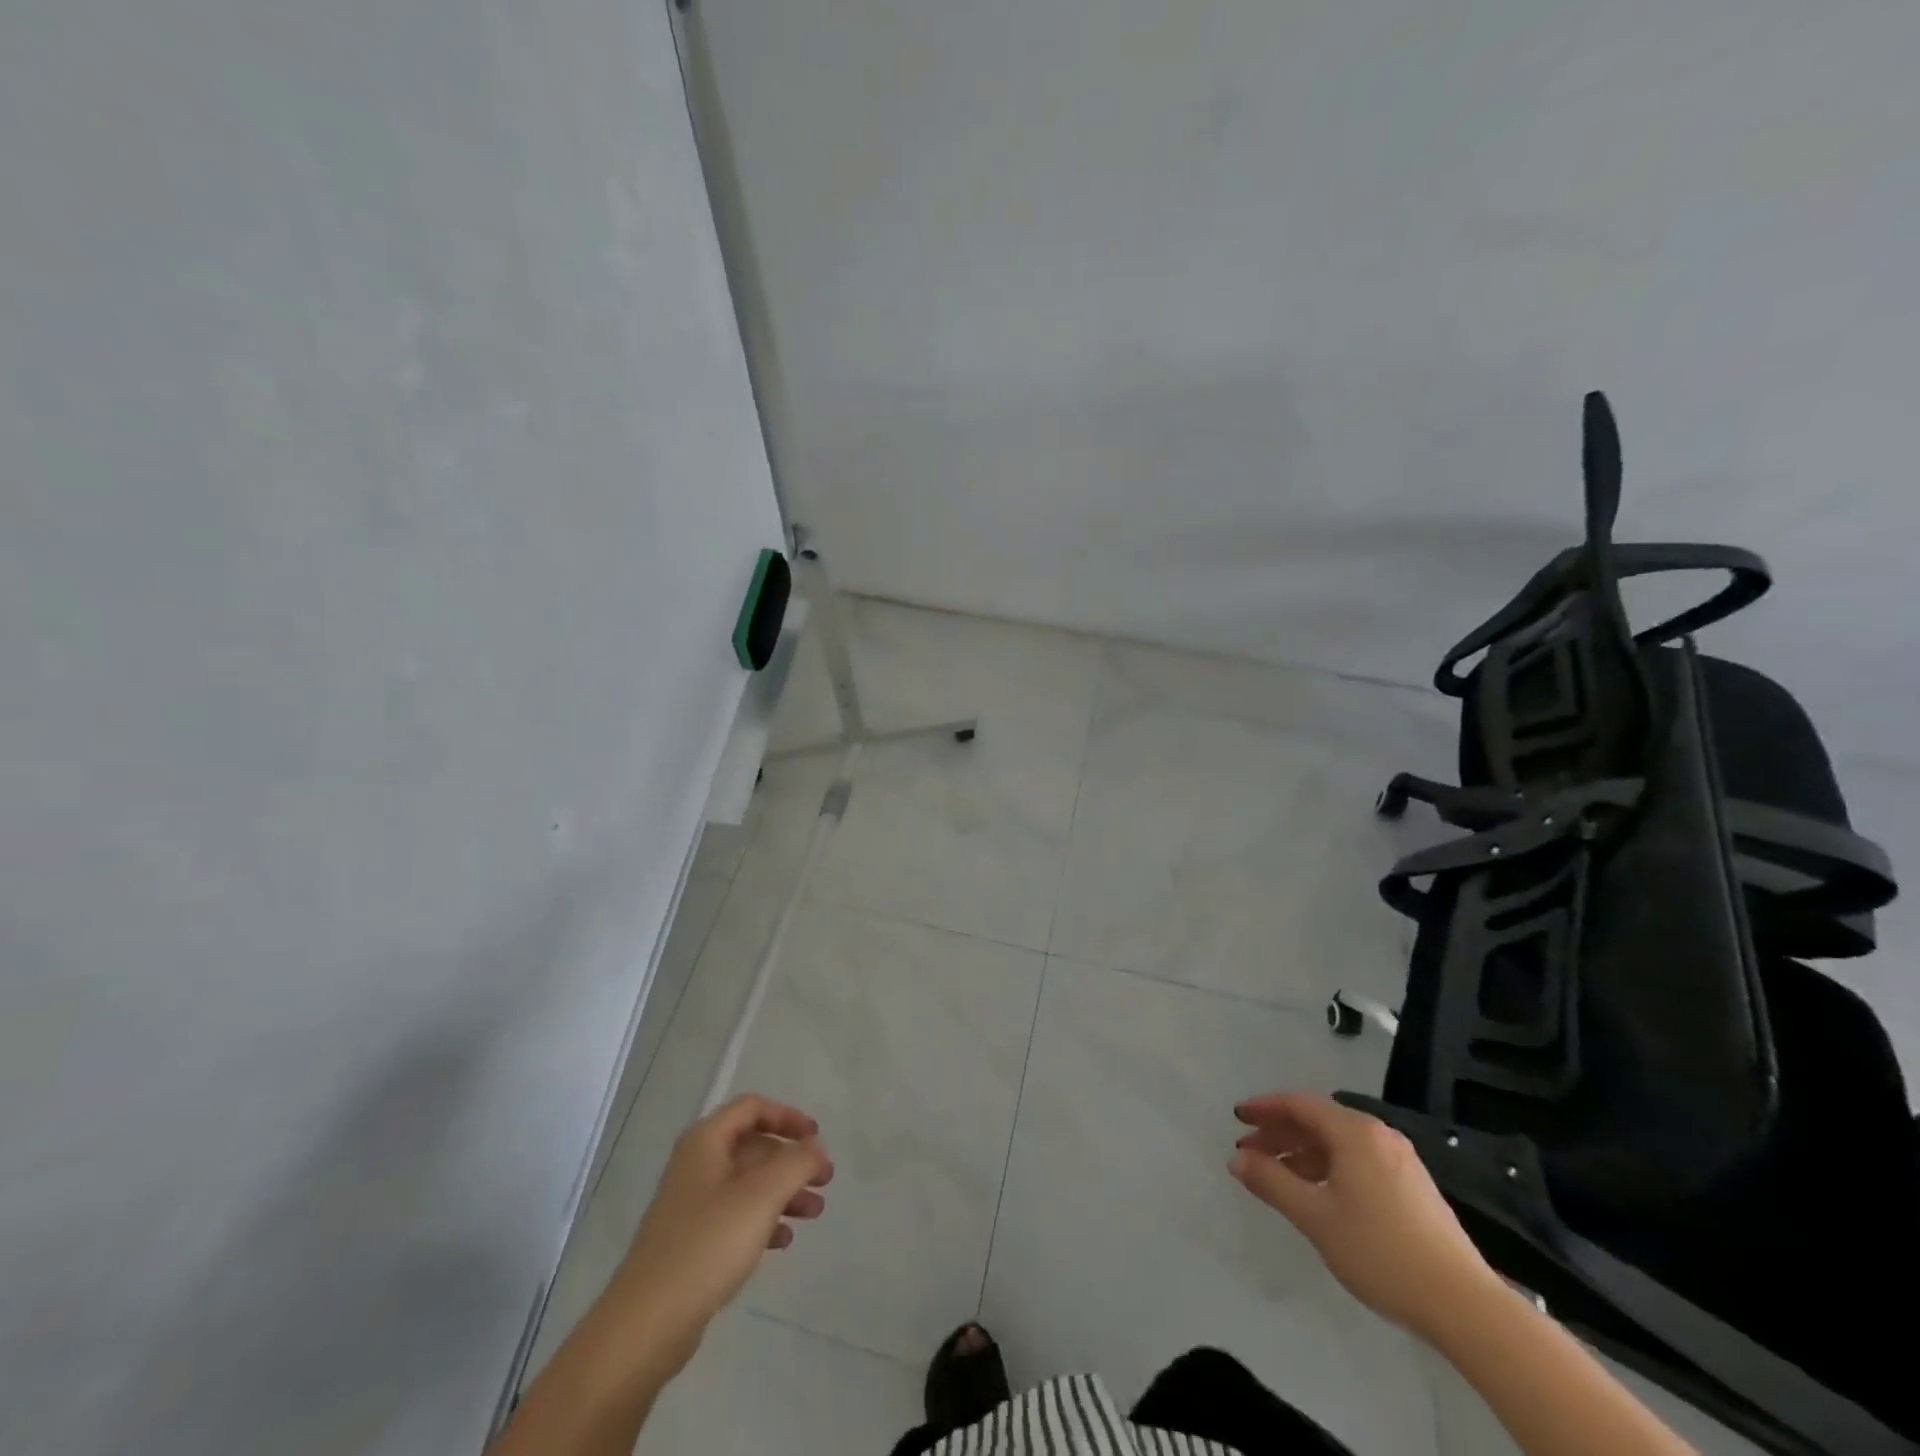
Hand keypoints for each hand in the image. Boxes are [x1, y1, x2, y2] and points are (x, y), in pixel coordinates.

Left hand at [612, 1095, 832, 1373]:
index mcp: (706, 1141)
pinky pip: (735, 1217)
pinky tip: (784, 1241)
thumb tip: (815, 1149)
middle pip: (753, 1146)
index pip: (753, 1108)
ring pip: (748, 1184)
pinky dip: (763, 1220)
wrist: (645, 1325)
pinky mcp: (691, 1242)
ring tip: (815, 1213)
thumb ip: (796, 1164)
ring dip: (783, 1192)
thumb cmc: (707, 1245)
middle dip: (791, 1161)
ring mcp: (691, 1205)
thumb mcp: (762, 1196)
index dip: (788, 1117)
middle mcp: (696, 1164)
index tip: (816, 1138)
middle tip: (825, 1181)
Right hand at [1229, 1091, 1500, 1339]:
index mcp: (1354, 1132)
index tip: (1237, 1118)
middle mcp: (1378, 1134)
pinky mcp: (1412, 1185)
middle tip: (1249, 1152)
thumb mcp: (1316, 1218)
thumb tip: (1237, 1160)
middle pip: (1318, 1120)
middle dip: (1280, 1133)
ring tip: (1277, 1176)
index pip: (1299, 1104)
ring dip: (1302, 1152)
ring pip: (1338, 1142)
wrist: (1465, 1305)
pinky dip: (1328, 1166)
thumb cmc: (1381, 1253)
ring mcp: (1400, 1159)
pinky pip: (1357, 1159)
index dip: (1264, 1108)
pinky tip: (1317, 1193)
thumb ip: (1272, 1183)